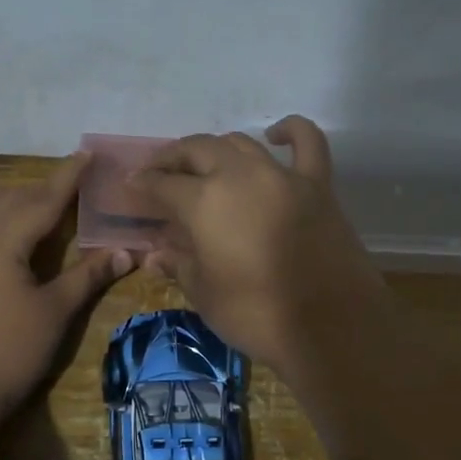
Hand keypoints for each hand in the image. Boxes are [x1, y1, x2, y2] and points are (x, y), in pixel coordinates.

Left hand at [0, 153, 132, 413]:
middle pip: (13, 199)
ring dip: (8, 197)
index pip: (43, 199)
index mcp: (1, 239)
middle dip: (44, 189)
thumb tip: (126, 252)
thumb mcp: (54, 312)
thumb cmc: (9, 352)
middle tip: (74, 185)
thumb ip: (87, 276)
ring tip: (32, 206)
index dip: (68, 177)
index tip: (86, 154)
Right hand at [131, 116, 389, 377]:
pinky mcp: (317, 186)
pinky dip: (291, 132)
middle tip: (159, 172)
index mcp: (205, 202)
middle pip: (198, 150)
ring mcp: (282, 176)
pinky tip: (276, 134)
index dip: (143, 185)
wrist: (329, 327)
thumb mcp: (205, 294)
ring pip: (241, 143)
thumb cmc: (256, 315)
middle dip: (173, 158)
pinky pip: (307, 144)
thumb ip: (179, 265)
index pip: (163, 184)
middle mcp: (240, 176)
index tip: (131, 186)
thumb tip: (155, 254)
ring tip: (203, 164)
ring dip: (216, 149)